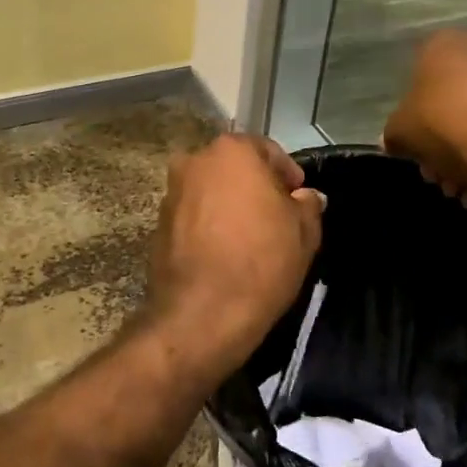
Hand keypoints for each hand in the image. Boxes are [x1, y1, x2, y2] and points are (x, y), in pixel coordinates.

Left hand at [144, 134, 324, 383]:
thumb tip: (306, 197)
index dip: (288, 174)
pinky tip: (226, 251)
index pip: (267, 150)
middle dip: (256, 186)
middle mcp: (195, 161)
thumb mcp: (304, 232)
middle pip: (235, 167)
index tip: (299, 198)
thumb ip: (308, 205)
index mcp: (231, 151)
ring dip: (230, 205)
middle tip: (277, 216)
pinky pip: (194, 216)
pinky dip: (210, 225)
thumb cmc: (262, 262)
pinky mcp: (158, 225)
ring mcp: (171, 193)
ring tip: (251, 237)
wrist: (202, 315)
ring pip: (212, 191)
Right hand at [383, 29, 466, 207]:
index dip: (415, 126)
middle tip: (443, 180)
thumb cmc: (446, 126)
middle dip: (446, 147)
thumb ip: (394, 135)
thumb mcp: (402, 133)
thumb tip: (395, 142)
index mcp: (444, 45)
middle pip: (455, 104)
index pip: (419, 82)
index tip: (420, 157)